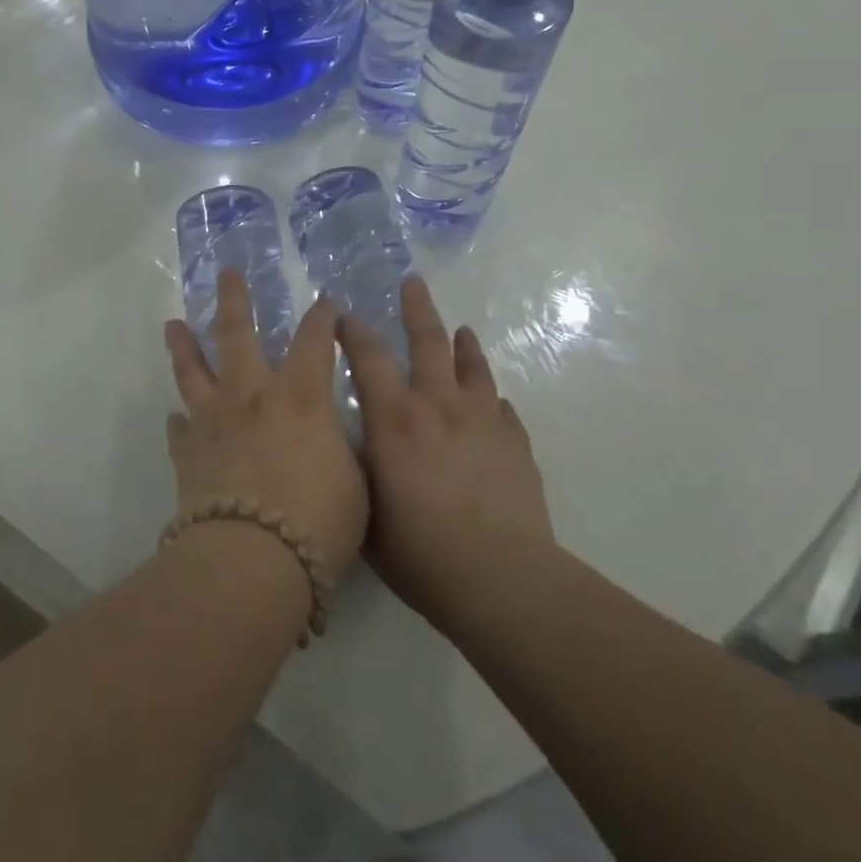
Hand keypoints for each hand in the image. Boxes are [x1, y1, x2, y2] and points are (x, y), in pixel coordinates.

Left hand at [163, 271, 369, 581]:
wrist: (252, 560)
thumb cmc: (318, 521)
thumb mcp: (354, 481)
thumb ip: (338, 449)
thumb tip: (327, 439)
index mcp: (299, 396)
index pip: (314, 340)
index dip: (322, 317)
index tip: (325, 301)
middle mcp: (252, 396)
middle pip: (236, 334)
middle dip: (233, 300)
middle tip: (226, 273)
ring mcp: (213, 422)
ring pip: (193, 371)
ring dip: (184, 346)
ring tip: (173, 325)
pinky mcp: (187, 454)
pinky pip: (179, 429)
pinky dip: (180, 421)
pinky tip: (177, 418)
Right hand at [339, 274, 554, 629]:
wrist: (499, 578)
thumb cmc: (419, 552)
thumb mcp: (366, 510)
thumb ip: (359, 468)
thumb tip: (354, 442)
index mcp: (395, 418)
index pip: (369, 357)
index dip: (353, 332)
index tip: (344, 315)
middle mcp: (438, 405)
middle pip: (429, 341)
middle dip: (417, 308)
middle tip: (414, 282)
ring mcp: (483, 420)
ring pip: (473, 367)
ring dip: (465, 345)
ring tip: (463, 330)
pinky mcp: (515, 443)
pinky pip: (503, 409)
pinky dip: (493, 399)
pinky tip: (493, 403)